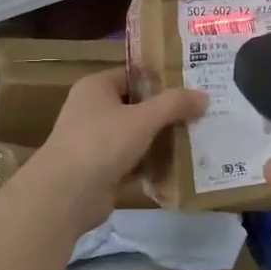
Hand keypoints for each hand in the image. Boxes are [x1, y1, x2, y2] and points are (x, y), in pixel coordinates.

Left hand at [26, 69, 205, 229]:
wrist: (66, 195)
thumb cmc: (101, 143)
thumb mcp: (142, 119)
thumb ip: (174, 104)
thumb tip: (205, 96)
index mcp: (96, 88)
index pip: (134, 74)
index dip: (163, 78)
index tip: (195, 82)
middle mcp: (94, 110)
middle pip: (138, 105)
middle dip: (168, 111)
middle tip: (204, 111)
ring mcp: (97, 142)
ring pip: (137, 135)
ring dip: (163, 139)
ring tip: (200, 137)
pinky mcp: (102, 170)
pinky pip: (134, 161)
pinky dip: (153, 164)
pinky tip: (182, 166)